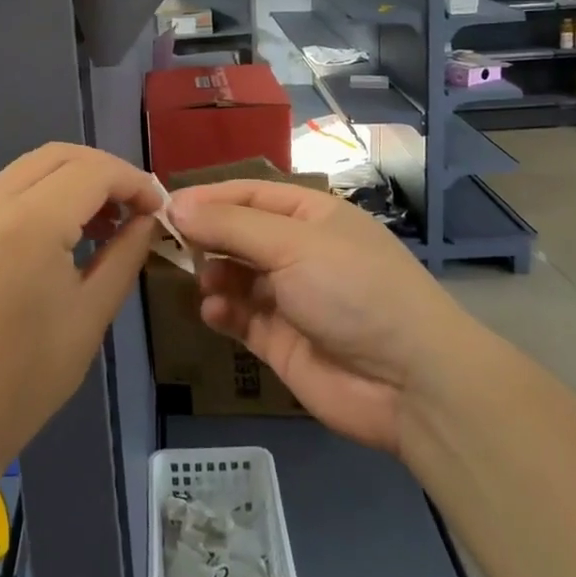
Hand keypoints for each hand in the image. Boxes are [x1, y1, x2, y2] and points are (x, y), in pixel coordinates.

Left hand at [0, 144, 161, 482]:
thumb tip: (146, 220)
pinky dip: (40, 194)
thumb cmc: (23, 380)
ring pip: (29, 167)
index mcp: (30, 222)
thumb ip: (124, 255)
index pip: (94, 171)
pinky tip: (58, 234)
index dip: (134, 181)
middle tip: (133, 209)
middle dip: (104, 171)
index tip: (159, 209)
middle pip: (59, 155)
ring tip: (101, 222)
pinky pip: (5, 190)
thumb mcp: (90, 316)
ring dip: (71, 179)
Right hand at [165, 180, 456, 455]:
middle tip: (172, 245)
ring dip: (214, 276)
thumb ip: (230, 226)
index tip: (166, 206)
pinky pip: (240, 317)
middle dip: (208, 238)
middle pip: (239, 234)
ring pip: (235, 277)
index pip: (249, 194)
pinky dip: (223, 312)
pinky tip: (215, 314)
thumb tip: (176, 207)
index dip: (208, 198)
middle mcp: (299, 251)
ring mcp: (290, 297)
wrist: (409, 381)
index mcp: (311, 215)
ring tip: (206, 284)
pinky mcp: (281, 340)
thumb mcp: (291, 244)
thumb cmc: (352, 289)